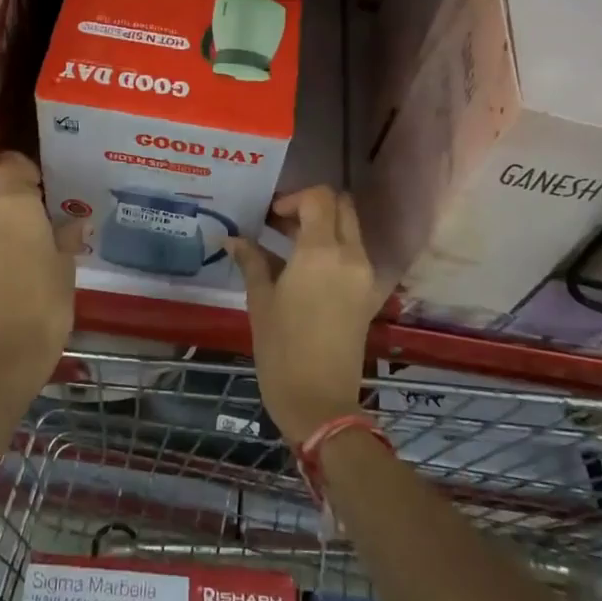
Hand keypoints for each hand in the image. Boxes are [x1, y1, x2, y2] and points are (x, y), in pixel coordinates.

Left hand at [0, 151, 82, 389]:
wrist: (6, 351)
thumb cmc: (45, 299)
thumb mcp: (65, 264)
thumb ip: (66, 235)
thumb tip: (76, 224)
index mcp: (13, 204)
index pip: (11, 165)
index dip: (26, 171)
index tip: (43, 188)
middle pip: (1, 196)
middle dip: (20, 209)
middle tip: (46, 232)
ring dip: (6, 229)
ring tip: (31, 255)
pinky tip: (14, 270)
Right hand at [227, 187, 380, 442]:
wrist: (320, 403)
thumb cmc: (282, 350)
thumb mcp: (260, 301)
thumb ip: (251, 261)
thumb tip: (233, 239)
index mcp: (322, 252)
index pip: (320, 198)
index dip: (293, 198)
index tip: (270, 217)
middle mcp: (351, 256)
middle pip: (342, 206)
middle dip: (312, 206)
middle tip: (281, 223)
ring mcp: (365, 276)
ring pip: (350, 229)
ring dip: (324, 226)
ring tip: (288, 245)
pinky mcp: (368, 295)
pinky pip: (354, 254)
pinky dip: (333, 248)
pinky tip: (303, 268)